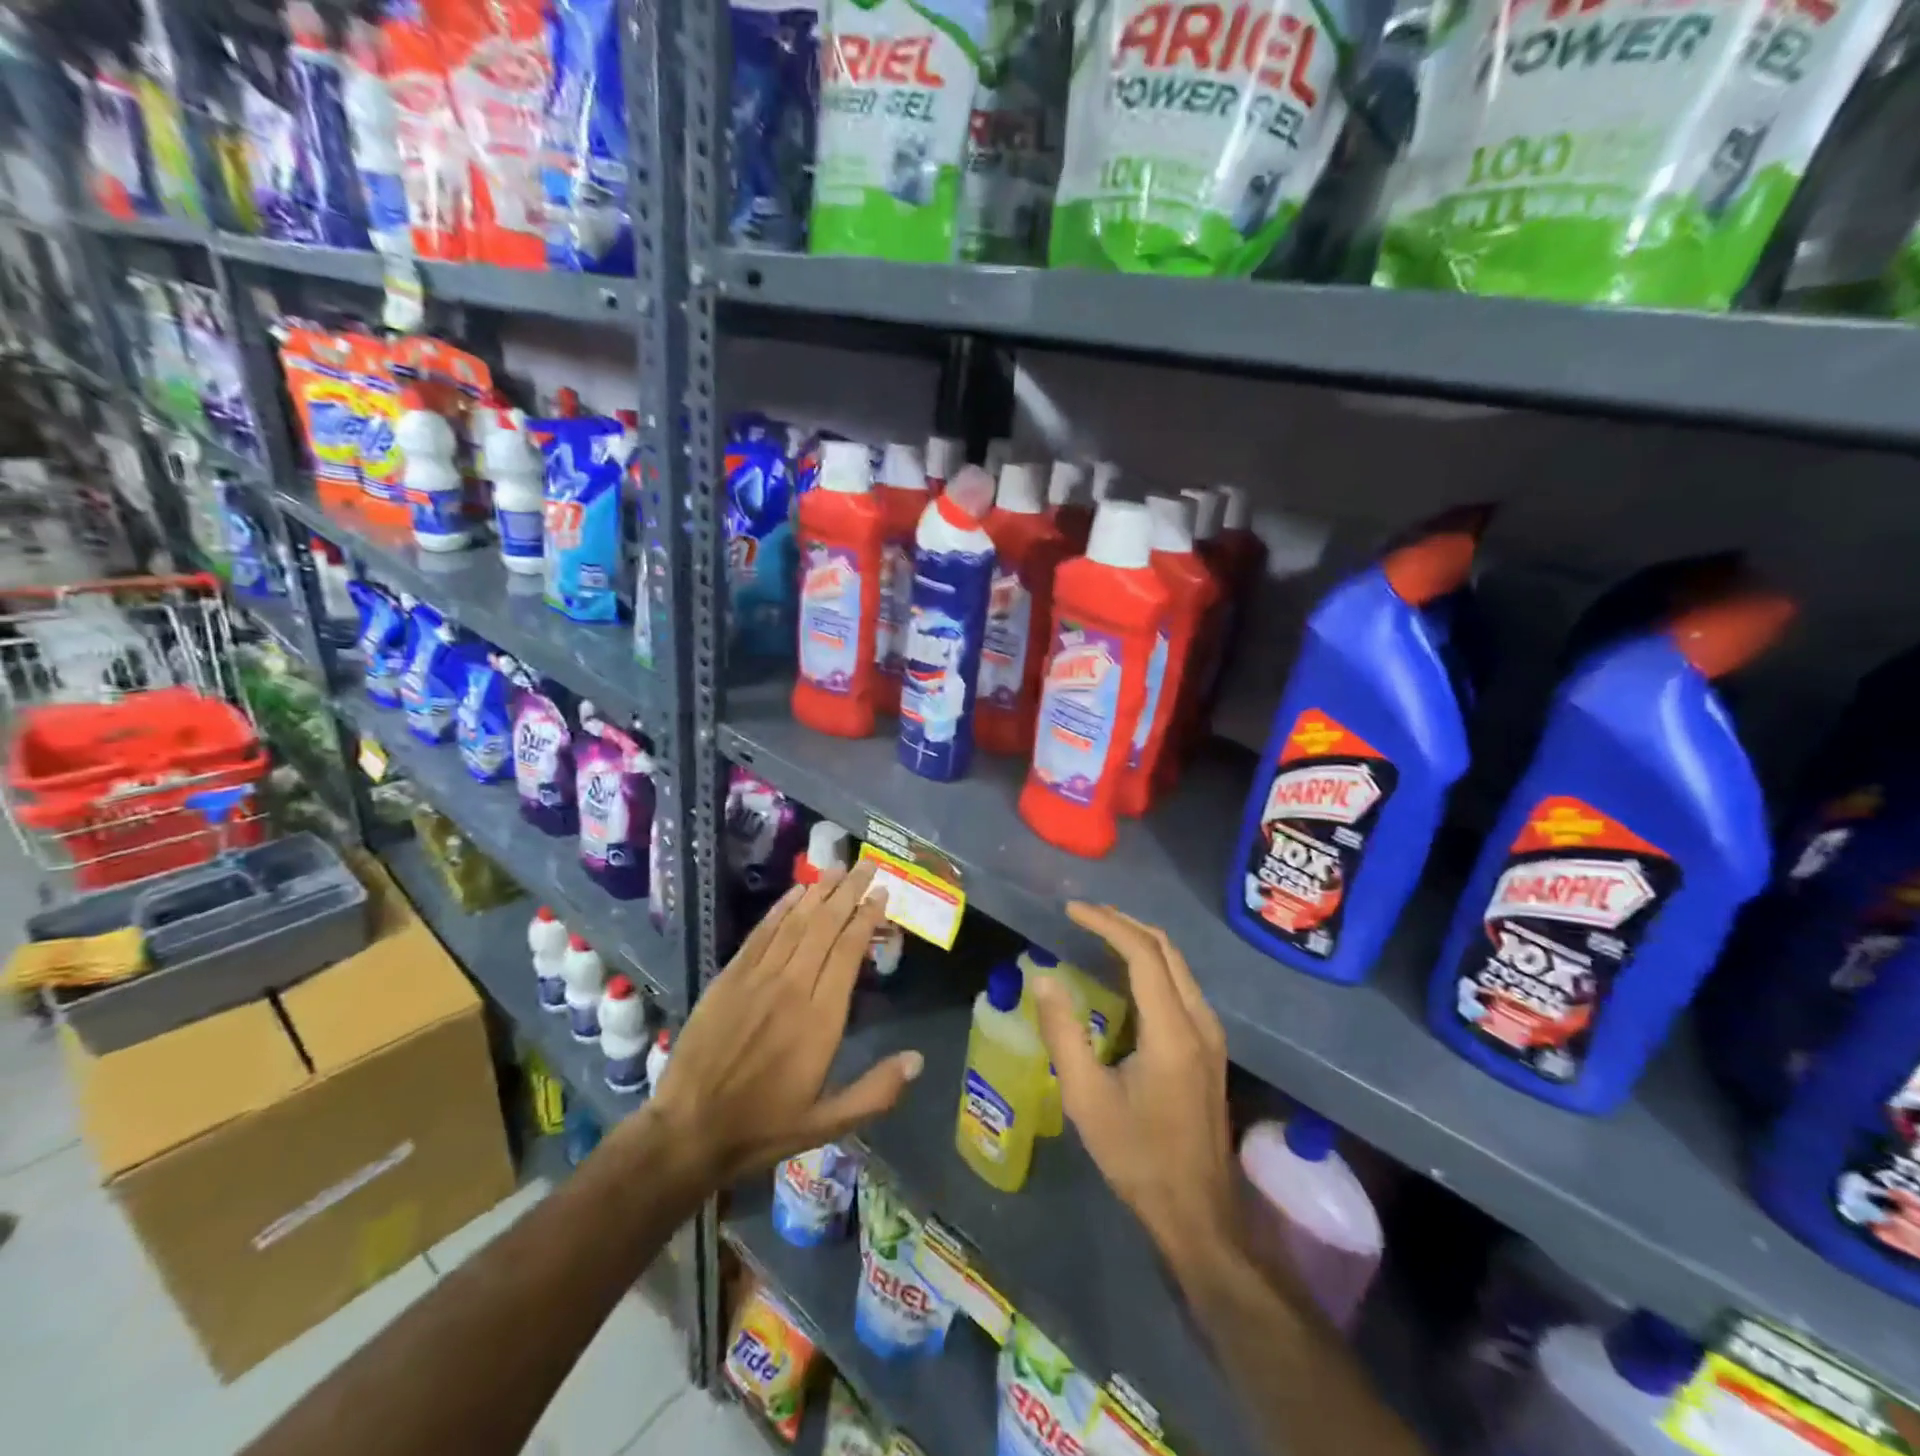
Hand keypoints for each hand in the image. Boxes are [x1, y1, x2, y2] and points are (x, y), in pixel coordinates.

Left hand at [647, 860, 922, 1189]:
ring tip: (838, 867)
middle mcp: (791, 987)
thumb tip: (918, 1059)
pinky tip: (796, 892)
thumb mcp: (827, 1124)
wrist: (688, 1131)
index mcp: (820, 1019)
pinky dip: (781, 909)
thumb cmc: (763, 1127)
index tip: (881, 893)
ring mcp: (756, 979)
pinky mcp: (729, 978)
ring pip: (794, 923)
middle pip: (824, 926)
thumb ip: (876, 1091)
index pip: (847, 951)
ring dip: (819, 892)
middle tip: (867, 865)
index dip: (865, 918)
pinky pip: (761, 934)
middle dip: (848, 892)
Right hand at [1033, 904, 1237, 1278]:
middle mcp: (1200, 1021)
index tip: (1072, 911)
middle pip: (1166, 949)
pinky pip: (1180, 985)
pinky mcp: (1210, 1047)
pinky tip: (1123, 974)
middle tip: (1083, 915)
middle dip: (1124, 924)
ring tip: (1098, 933)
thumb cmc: (1137, 1156)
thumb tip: (1044, 978)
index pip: (1143, 953)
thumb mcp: (1087, 1098)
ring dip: (1139, 942)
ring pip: (1177, 965)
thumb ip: (1063, 1033)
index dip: (1107, 924)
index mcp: (1172, 1030)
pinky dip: (1151, 965)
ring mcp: (1211, 1034)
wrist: (1198, 1212)